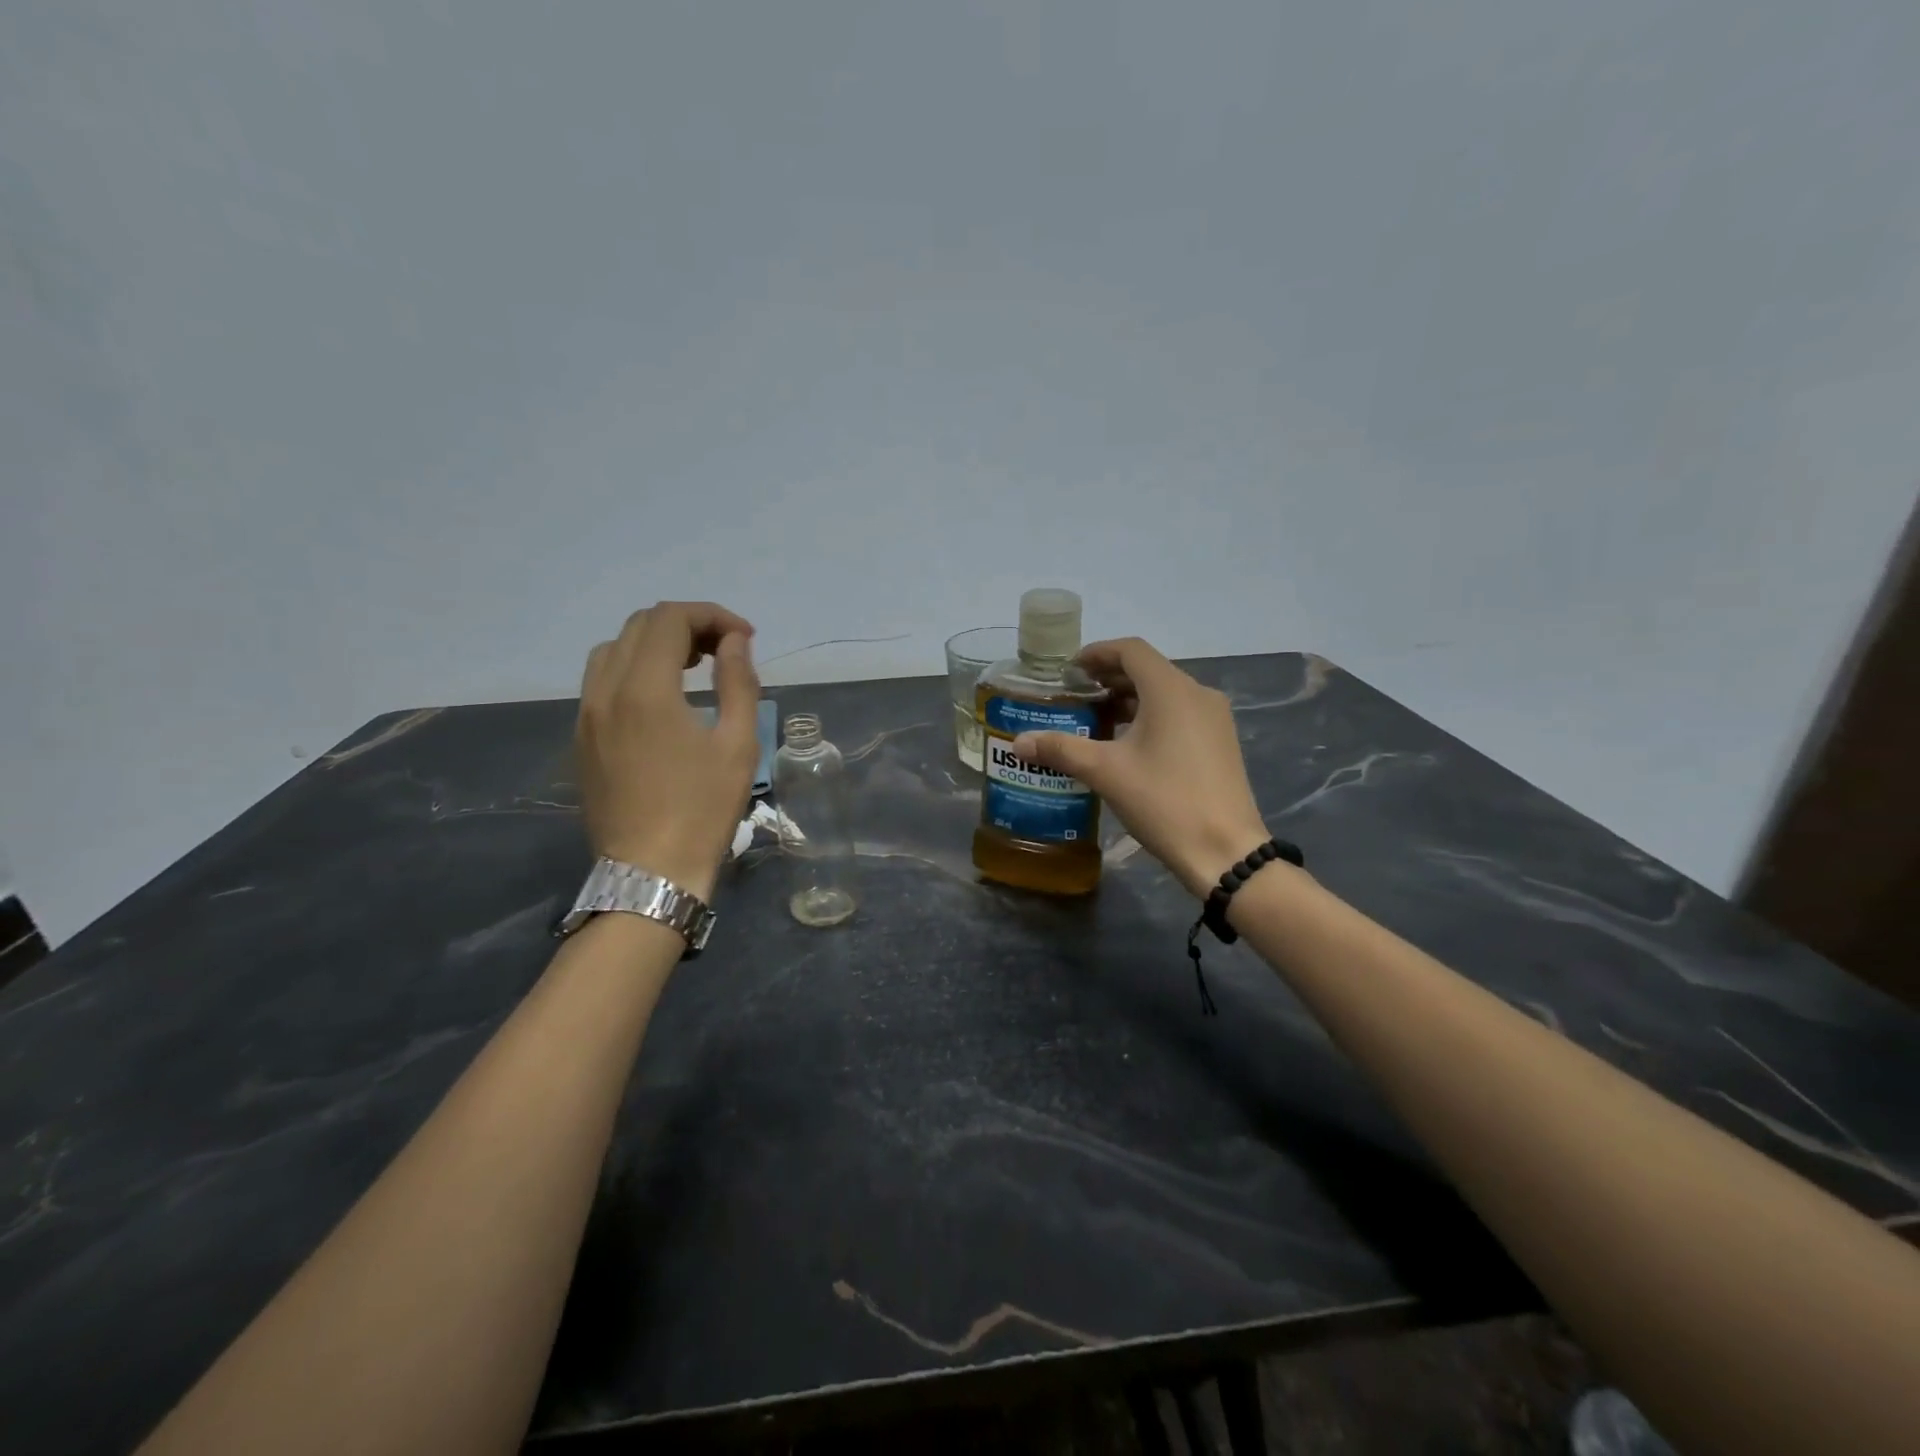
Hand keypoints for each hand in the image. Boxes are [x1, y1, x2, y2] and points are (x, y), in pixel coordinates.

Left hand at [577, 602, 760, 900]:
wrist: (650, 871)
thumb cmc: (703, 809)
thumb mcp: (738, 745)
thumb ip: (738, 682)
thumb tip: (734, 642)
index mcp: (645, 690)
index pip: (670, 619)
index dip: (712, 616)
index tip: (745, 639)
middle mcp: (605, 691)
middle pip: (640, 626)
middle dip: (687, 625)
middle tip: (725, 650)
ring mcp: (587, 715)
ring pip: (614, 649)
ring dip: (656, 643)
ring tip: (694, 666)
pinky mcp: (582, 738)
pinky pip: (601, 680)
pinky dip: (634, 668)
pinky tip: (663, 696)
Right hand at [1013, 638, 1270, 898]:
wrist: (1225, 851)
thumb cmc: (1164, 801)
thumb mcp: (1105, 772)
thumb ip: (1060, 749)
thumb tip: (1019, 742)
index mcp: (1171, 690)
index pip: (1130, 650)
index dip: (1097, 653)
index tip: (1070, 671)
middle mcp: (1197, 694)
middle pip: (1148, 670)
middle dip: (1109, 678)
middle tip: (1075, 697)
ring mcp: (1214, 719)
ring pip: (1165, 693)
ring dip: (1129, 699)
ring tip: (1095, 721)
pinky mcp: (1220, 742)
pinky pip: (1180, 714)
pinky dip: (1150, 717)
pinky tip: (1127, 745)